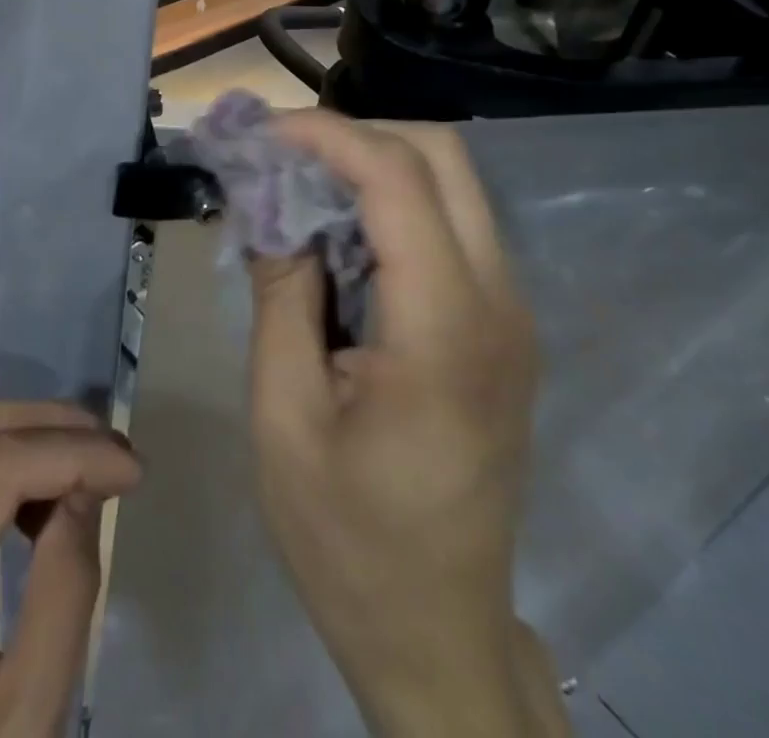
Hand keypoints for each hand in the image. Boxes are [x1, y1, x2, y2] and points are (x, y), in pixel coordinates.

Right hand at [245, 111, 565, 737]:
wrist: (438, 634)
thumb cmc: (347, 538)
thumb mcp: (284, 414)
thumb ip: (280, 292)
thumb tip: (270, 203)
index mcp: (444, 327)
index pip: (397, 177)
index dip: (324, 135)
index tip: (258, 134)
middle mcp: (498, 301)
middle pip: (441, 155)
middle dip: (353, 136)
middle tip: (280, 158)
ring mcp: (509, 311)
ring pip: (449, 182)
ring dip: (370, 166)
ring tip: (297, 190)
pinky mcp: (500, 324)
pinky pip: (449, 224)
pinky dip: (389, 204)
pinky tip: (336, 237)